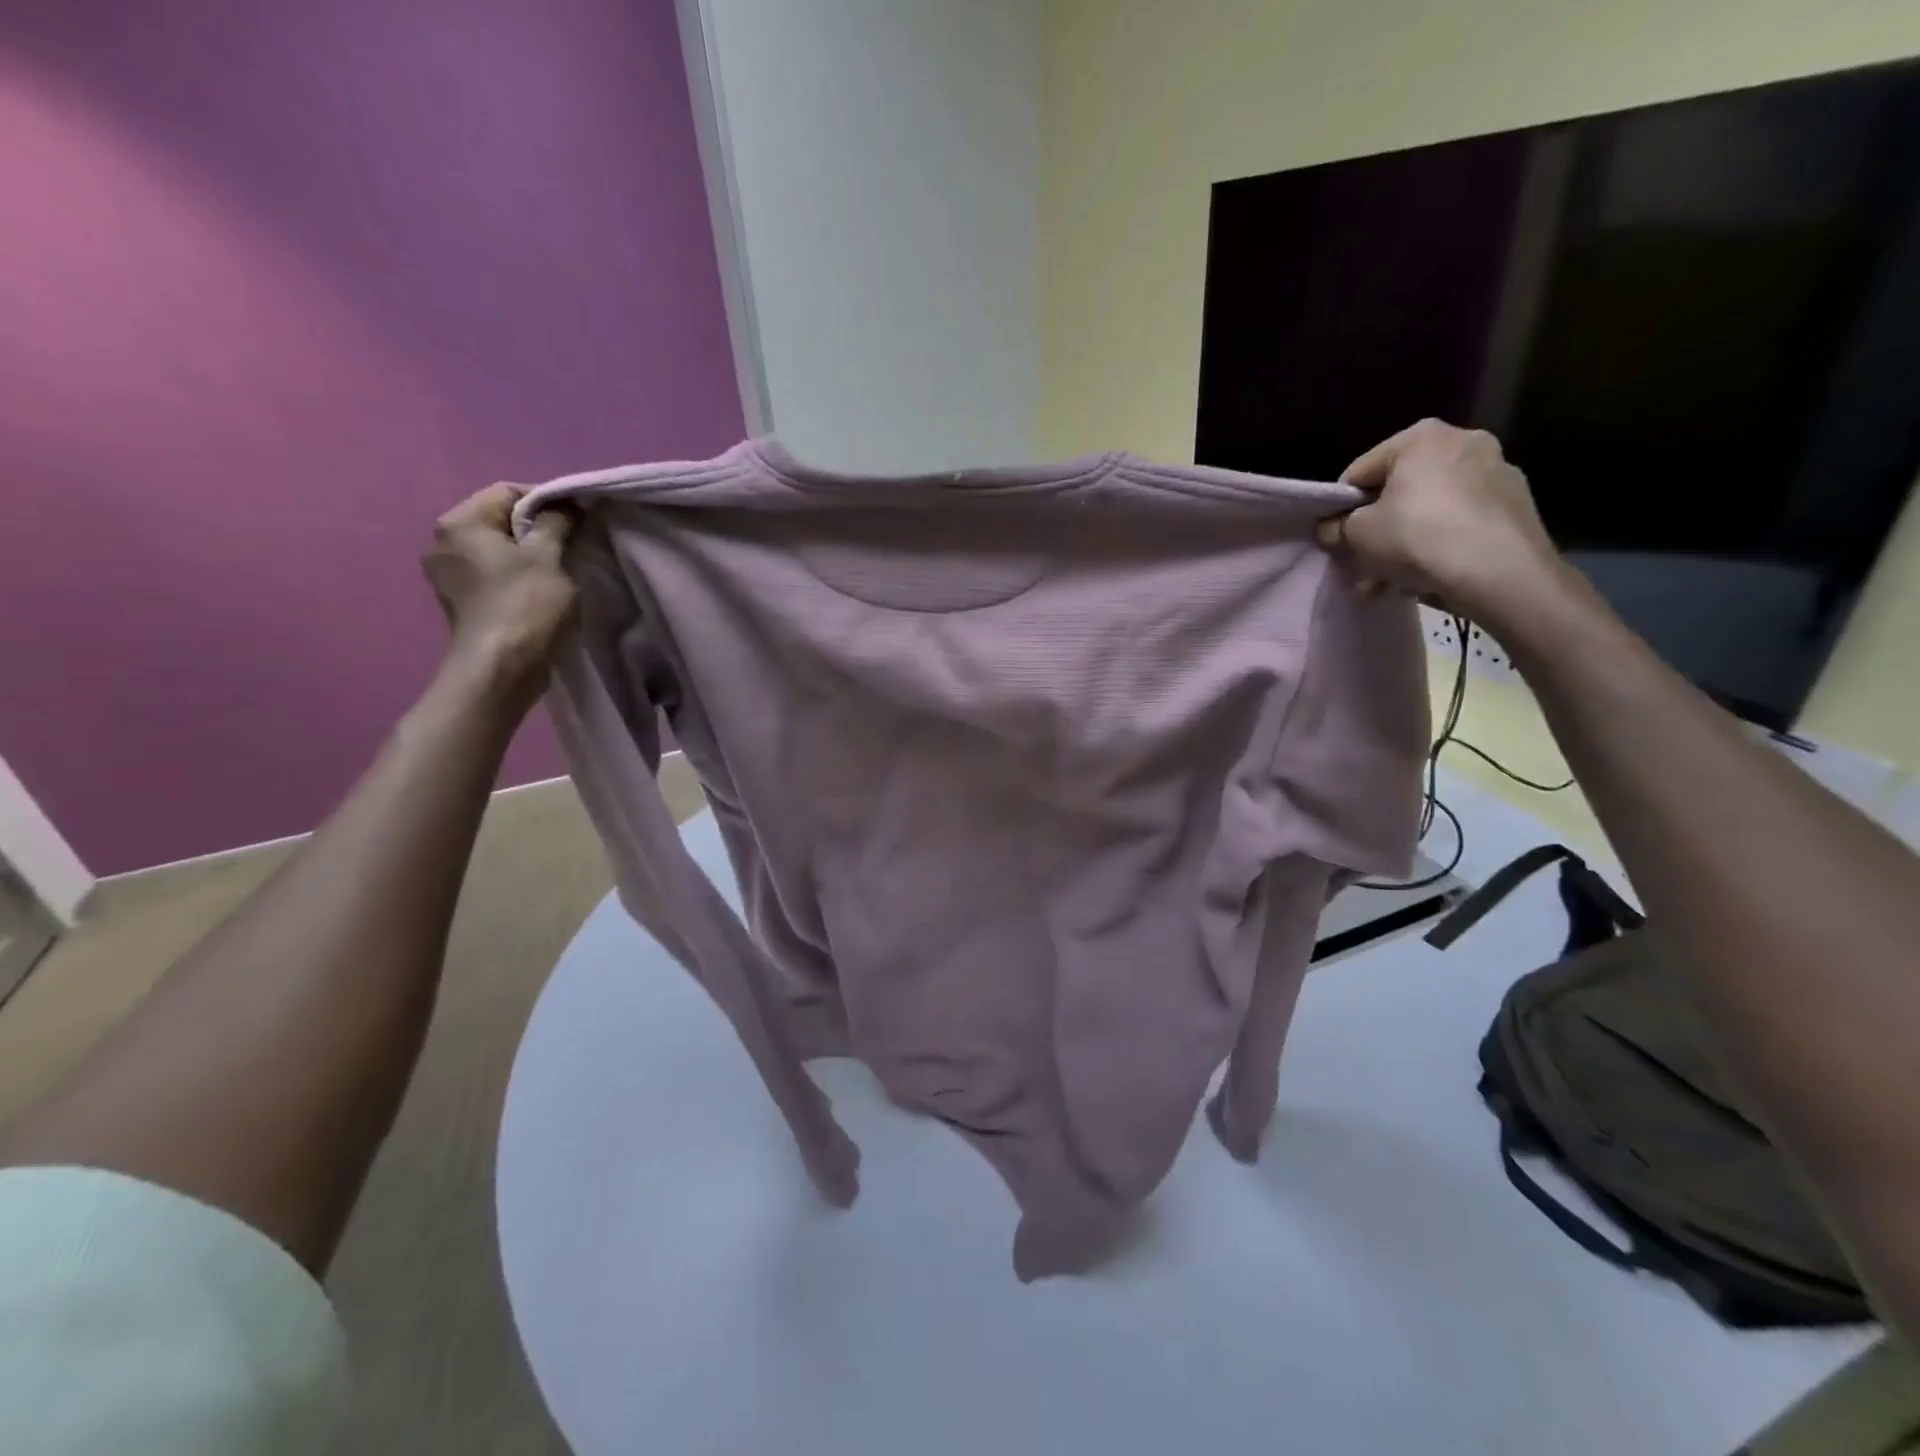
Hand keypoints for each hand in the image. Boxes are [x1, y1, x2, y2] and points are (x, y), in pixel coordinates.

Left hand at [422, 484, 576, 709]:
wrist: (501, 668)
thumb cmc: (525, 605)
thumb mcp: (549, 557)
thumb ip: (557, 523)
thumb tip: (565, 506)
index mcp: (460, 522)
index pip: (508, 491)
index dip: (548, 500)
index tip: (579, 519)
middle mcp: (443, 542)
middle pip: (499, 520)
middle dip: (537, 528)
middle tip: (573, 544)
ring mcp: (447, 574)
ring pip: (497, 549)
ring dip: (529, 554)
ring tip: (561, 569)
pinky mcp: (460, 601)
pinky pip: (492, 573)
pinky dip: (516, 575)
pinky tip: (541, 591)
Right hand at [1317, 419, 1563, 619]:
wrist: (1498, 570)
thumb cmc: (1417, 537)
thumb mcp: (1357, 534)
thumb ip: (1337, 527)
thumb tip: (1331, 528)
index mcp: (1420, 437)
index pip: (1360, 472)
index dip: (1341, 508)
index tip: (1338, 537)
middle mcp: (1462, 440)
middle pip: (1400, 490)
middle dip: (1379, 528)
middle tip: (1363, 562)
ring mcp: (1496, 470)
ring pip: (1430, 508)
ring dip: (1406, 541)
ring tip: (1390, 579)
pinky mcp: (1516, 502)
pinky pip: (1460, 521)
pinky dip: (1440, 543)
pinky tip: (1426, 575)